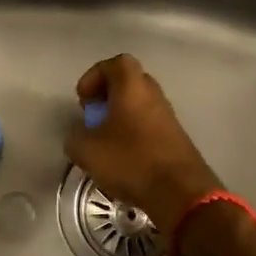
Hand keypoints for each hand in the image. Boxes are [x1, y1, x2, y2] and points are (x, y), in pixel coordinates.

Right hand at [64, 55, 221, 233]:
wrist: (180, 192)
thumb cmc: (130, 160)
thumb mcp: (87, 150)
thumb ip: (75, 137)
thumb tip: (79, 135)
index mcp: (132, 87)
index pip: (115, 63)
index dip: (94, 76)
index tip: (83, 99)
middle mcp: (153, 95)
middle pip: (129, 82)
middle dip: (107, 96)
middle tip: (93, 117)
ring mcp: (168, 117)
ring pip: (139, 105)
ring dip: (120, 117)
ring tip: (105, 141)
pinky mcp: (176, 139)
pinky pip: (149, 125)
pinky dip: (133, 134)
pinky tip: (123, 158)